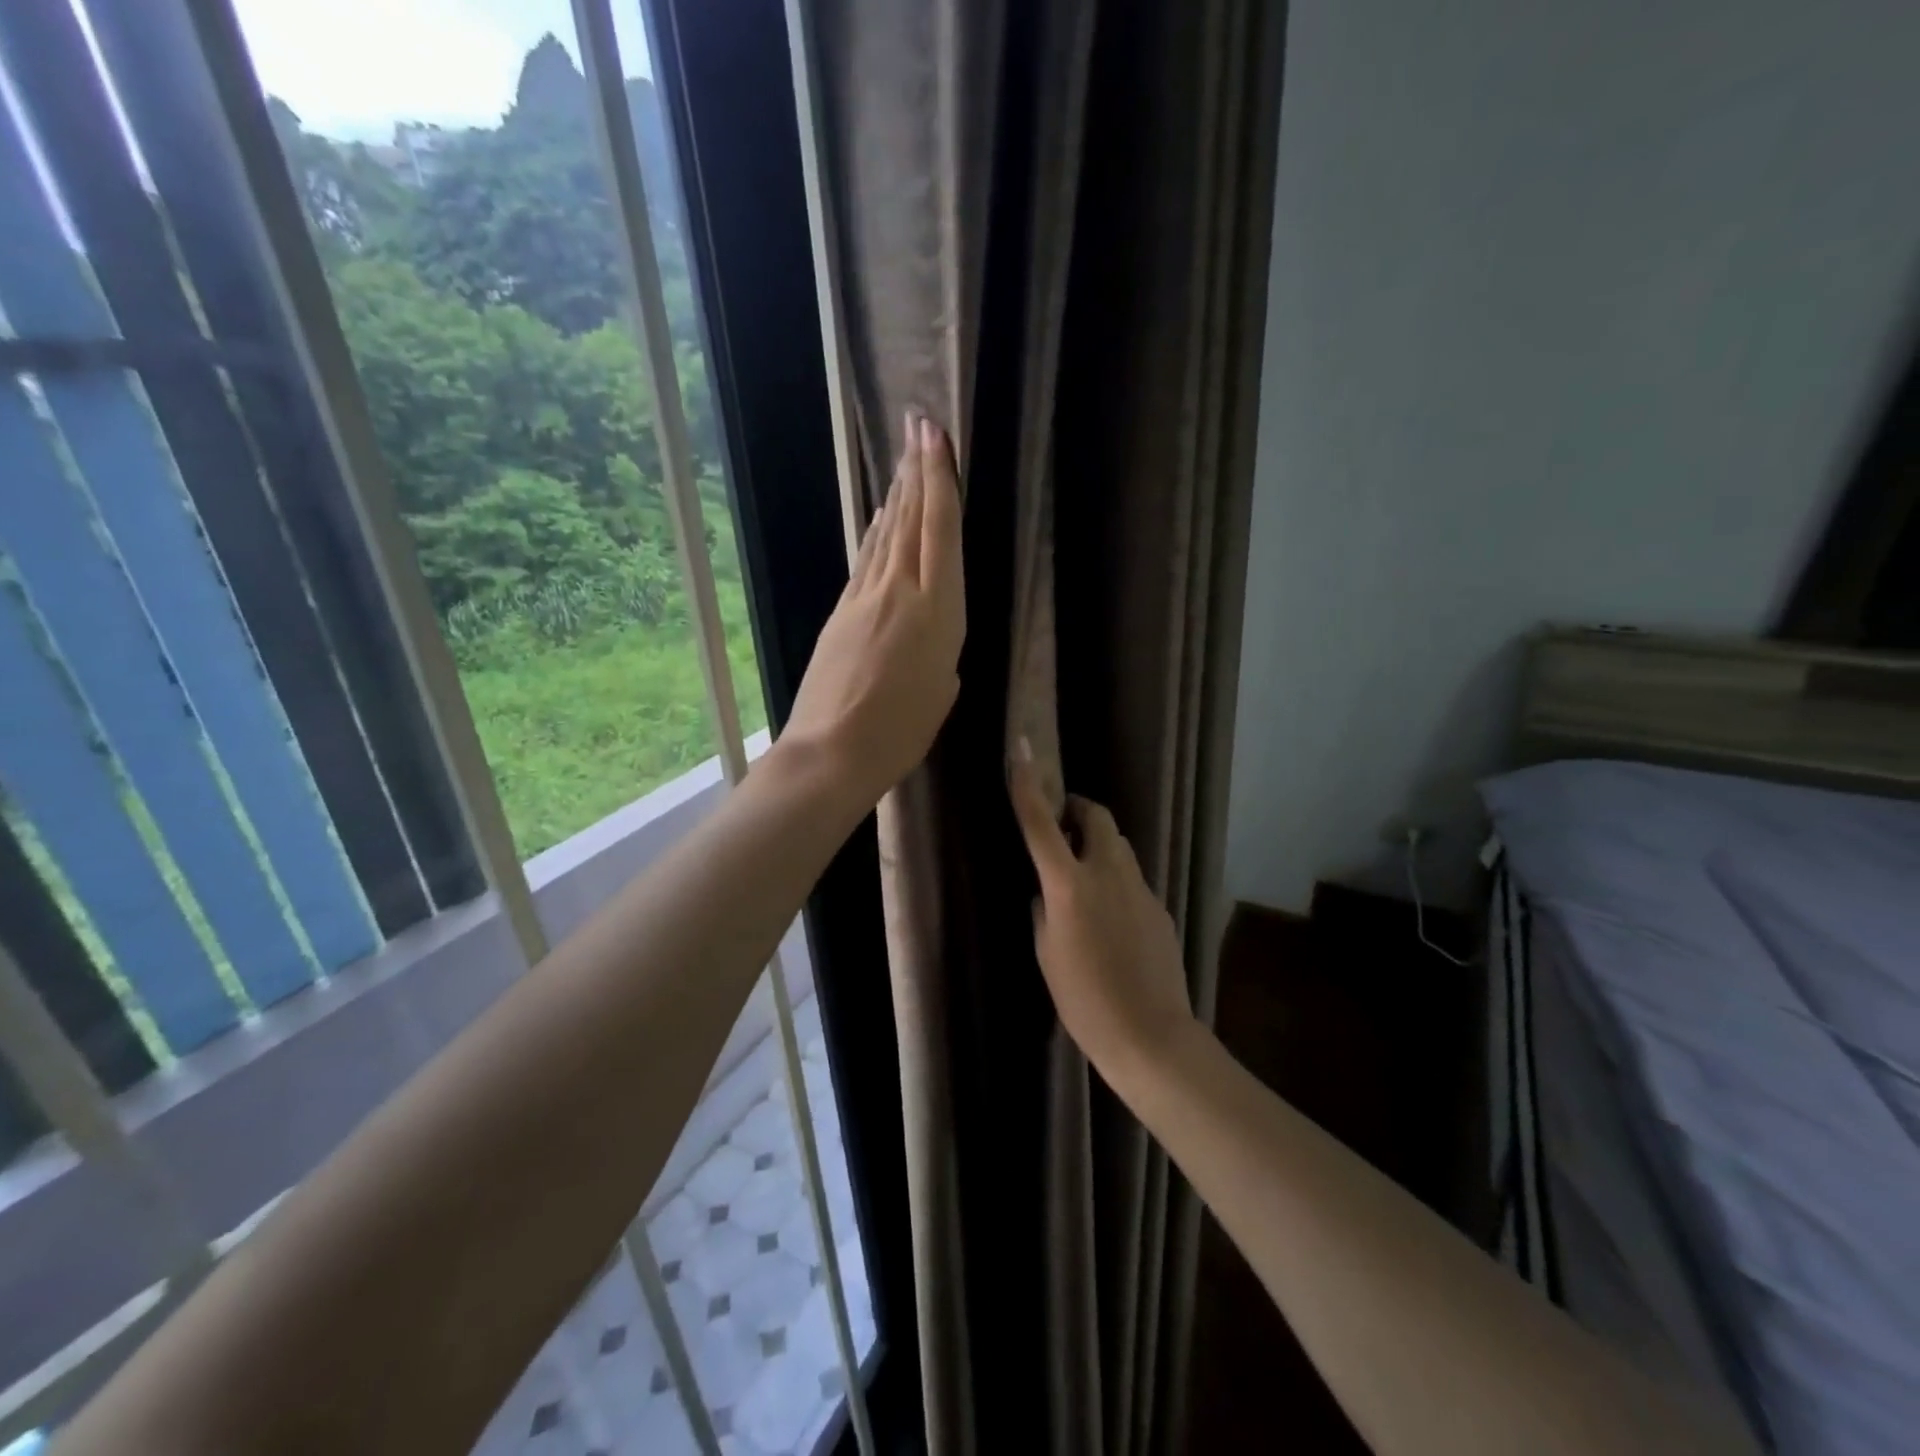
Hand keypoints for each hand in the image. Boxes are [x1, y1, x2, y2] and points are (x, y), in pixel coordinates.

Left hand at [783, 413, 965, 805]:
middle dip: (917, 470)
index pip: (940, 531)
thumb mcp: (941, 691)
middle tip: (918, 426)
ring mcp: (866, 597)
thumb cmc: (901, 732)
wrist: (832, 750)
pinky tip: (881, 518)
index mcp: (939, 611)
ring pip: (886, 535)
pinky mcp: (841, 611)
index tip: (935, 437)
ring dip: (897, 495)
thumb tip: (929, 636)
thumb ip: (941, 652)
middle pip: (911, 520)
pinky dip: (876, 533)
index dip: (939, 480)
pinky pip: (866, 560)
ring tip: (905, 461)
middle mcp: (902, 591)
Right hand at [1009, 748, 1194, 1075]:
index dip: (1028, 786)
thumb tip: (1046, 892)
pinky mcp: (1160, 906)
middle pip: (1097, 817)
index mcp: (1069, 885)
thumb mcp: (1047, 954)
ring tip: (1084, 873)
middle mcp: (1107, 873)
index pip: (1041, 824)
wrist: (1150, 1034)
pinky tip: (1111, 915)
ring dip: (1098, 844)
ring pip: (1118, 845)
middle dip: (1078, 810)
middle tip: (1063, 825)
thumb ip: (1044, 911)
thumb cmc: (1084, 1000)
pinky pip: (1132, 877)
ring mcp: (1140, 888)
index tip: (1023, 750)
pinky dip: (1116, 878)